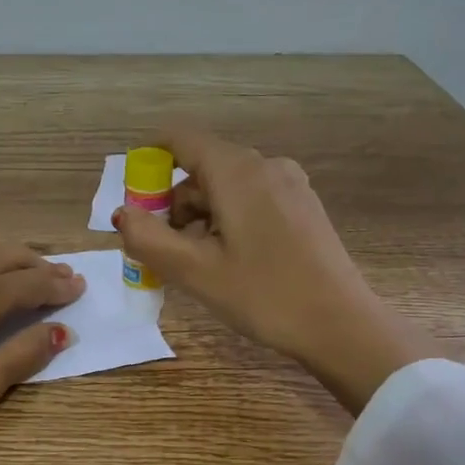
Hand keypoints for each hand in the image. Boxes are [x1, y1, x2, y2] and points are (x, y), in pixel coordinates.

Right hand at [113, 129, 438, 412]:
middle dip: (173, 203)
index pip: (180, 139)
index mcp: (237, 171)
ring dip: (199, 216)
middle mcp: (266, 165)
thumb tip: (123, 213)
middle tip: (163, 250)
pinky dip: (226, 220)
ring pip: (226, 187)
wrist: (341, 326)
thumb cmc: (264, 295)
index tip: (136, 201)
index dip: (149, 161)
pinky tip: (230, 261)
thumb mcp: (195, 271)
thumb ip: (148, 238)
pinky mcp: (303, 206)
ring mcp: (290, 185)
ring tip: (197, 264)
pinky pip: (250, 199)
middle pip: (202, 168)